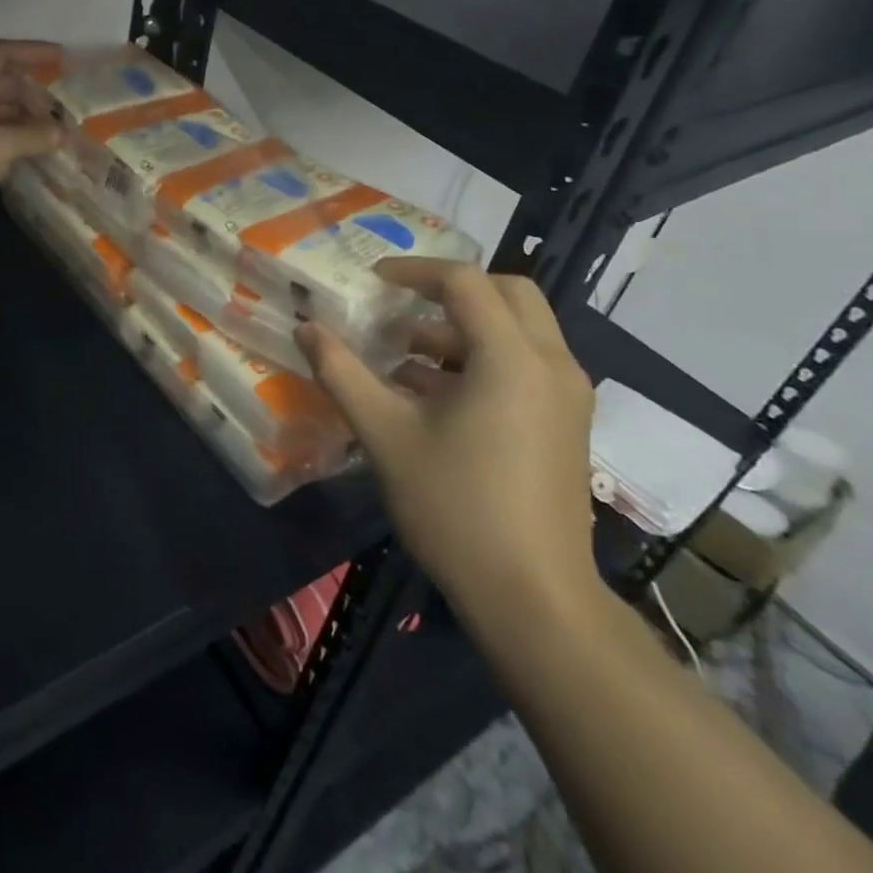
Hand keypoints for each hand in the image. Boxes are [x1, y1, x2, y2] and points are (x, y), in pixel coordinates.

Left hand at [0, 40, 63, 236]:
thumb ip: (33, 136)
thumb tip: (61, 133)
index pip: (1, 53)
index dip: (33, 52)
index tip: (63, 58)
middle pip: (0, 83)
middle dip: (33, 95)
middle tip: (65, 110)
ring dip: (23, 121)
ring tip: (55, 134)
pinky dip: (9, 141)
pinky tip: (31, 154)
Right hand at [296, 259, 601, 629]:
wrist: (535, 601)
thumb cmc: (457, 508)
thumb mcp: (385, 434)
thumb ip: (342, 373)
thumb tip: (306, 328)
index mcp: (512, 358)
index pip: (465, 282)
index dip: (414, 271)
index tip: (373, 281)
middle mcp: (551, 365)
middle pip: (506, 293)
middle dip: (450, 290)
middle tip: (401, 304)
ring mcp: (567, 397)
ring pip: (518, 330)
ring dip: (463, 328)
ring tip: (404, 352)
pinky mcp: (566, 425)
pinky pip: (525, 365)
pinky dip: (481, 358)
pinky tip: (432, 393)